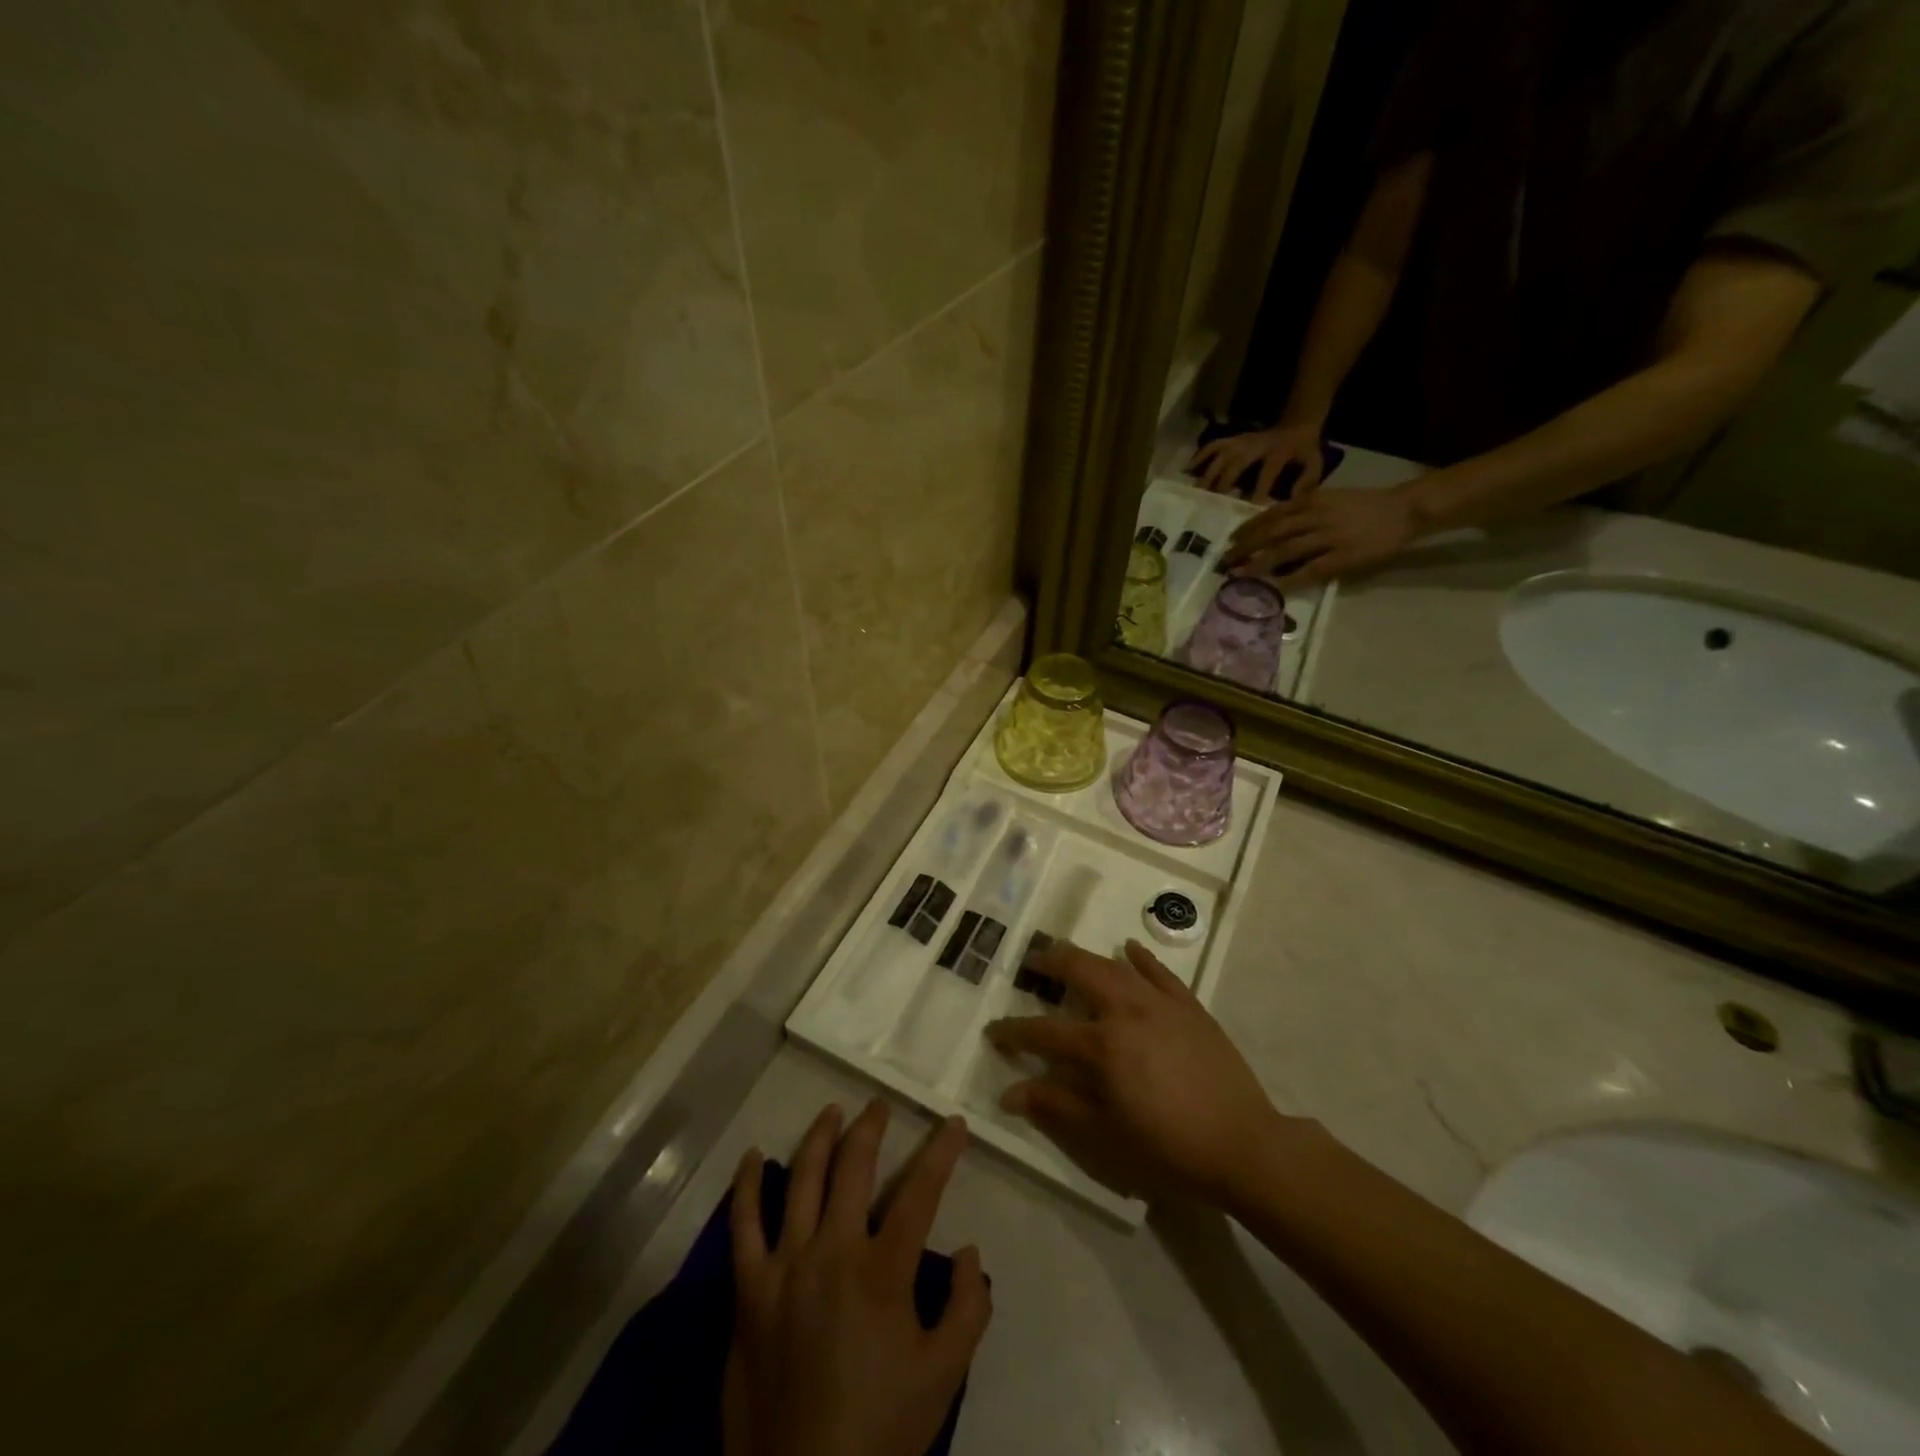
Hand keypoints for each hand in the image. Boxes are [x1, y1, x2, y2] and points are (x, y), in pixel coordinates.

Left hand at [725, 1101, 991, 1455]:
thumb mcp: (942, 1377)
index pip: (920, 1191)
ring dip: (820, 1137)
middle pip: (854, 1167)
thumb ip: (966, 1310)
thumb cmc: (879, 1430)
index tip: (953, 1123)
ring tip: (832, 1111)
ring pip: (802, 1179)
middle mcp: (833, 1251)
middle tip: (880, 1106)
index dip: (941, 1151)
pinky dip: (747, 1186)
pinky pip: (743, 1226)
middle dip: (872, 1127)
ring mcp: (785, 1266)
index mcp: (882, 1270)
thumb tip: (967, 1251)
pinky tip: (754, 1156)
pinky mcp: (749, 1289)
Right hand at [985, 941, 1284, 1204]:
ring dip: (1088, 957)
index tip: (994, 1031)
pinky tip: (1129, 948)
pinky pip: (1161, 973)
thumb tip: (1010, 1092)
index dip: (1015, 1032)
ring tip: (1070, 954)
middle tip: (1033, 962)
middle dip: (1051, 964)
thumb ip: (1056, 1107)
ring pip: (1116, 966)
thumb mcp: (1105, 1135)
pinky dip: (1141, 958)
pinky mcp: (1190, 1006)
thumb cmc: (1168, 1146)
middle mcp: (1126, 1011)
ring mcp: (1161, 1004)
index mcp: (1102, 1046)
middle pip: (1080, 973)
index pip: (1045, 1032)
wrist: (1242, 1144)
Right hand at [1191, 422, 1326, 500]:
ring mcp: (1242, 441)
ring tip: (1197, 493)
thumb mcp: (1315, 463)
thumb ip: (1307, 481)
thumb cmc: (1304, 450)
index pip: (1267, 472)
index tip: (1249, 510)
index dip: (1258, 491)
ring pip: (1221, 455)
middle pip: (1235, 464)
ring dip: (1208, 473)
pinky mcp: (1233, 439)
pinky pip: (1213, 446)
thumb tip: (1292, 500)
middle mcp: (1256, 445)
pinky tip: (1187, 470)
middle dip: (1223, 484)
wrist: (1297, 423)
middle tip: (1211, 505)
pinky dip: (1199, 456)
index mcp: (1278, 451)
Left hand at [1221, 485, 1421, 588]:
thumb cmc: (1364, 505)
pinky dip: (1290, 579)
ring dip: (1259, 564)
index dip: (1249, 528)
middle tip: (1225, 561)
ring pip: (1286, 550)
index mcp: (1312, 501)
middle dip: (1246, 547)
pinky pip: (1310, 570)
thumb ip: (1303, 509)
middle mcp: (1316, 516)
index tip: (1231, 540)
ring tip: (1239, 575)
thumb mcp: (1330, 498)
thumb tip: (1273, 524)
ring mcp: (1329, 537)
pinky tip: (1274, 589)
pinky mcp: (1343, 556)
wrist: (1404, 509)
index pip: (1272, 514)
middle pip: (1272, 532)